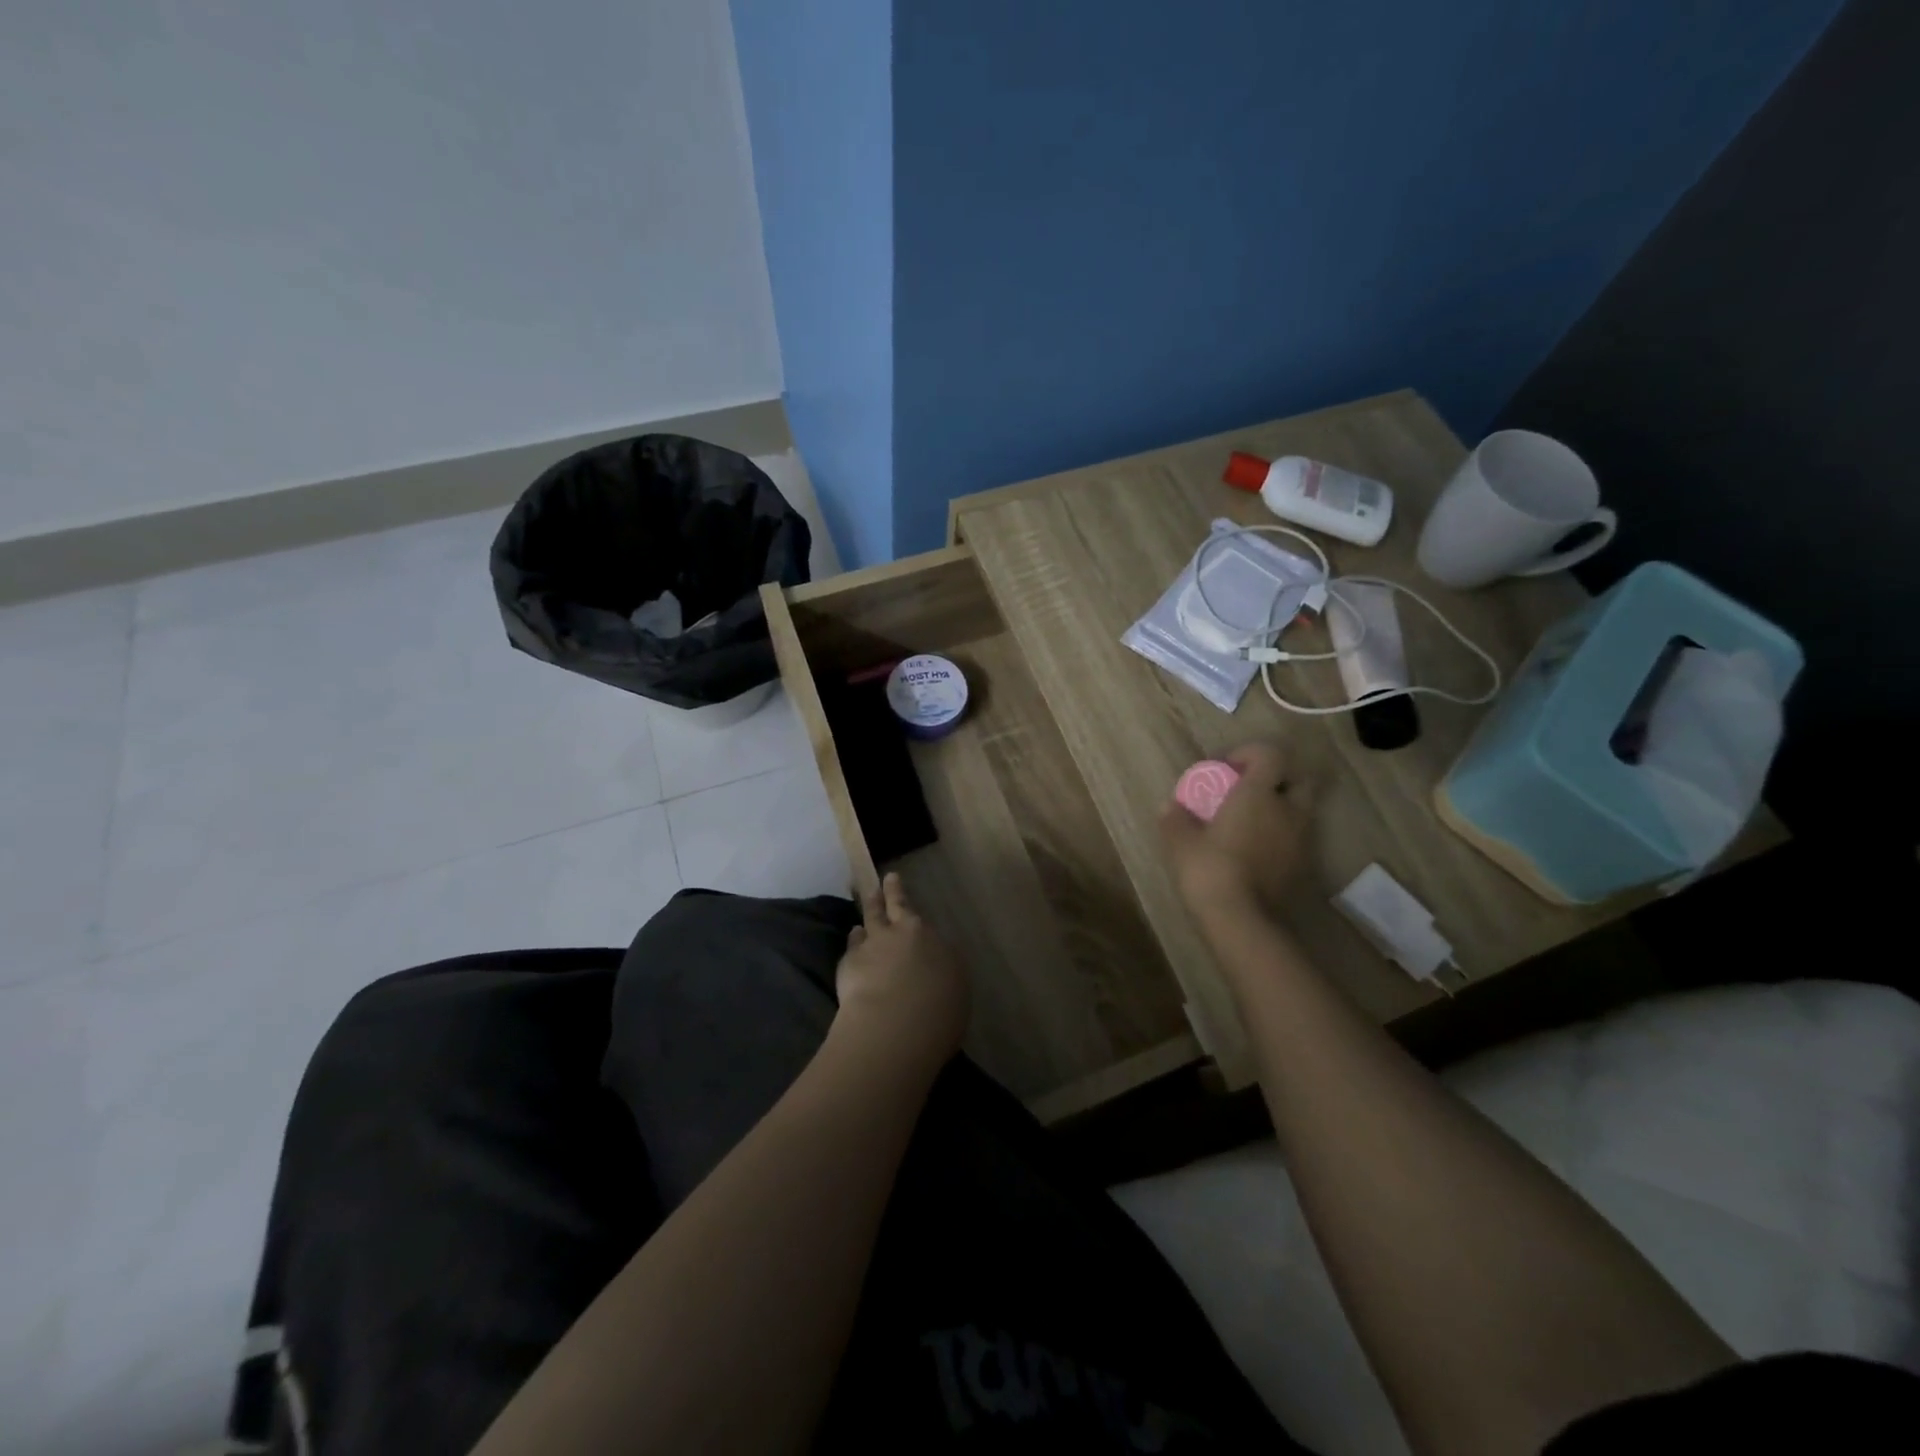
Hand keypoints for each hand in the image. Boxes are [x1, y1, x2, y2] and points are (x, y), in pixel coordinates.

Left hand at [832, 873, 969, 1076]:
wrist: (896, 1024)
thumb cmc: (938, 1015)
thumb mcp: (954, 994)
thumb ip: (943, 977)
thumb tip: (935, 973)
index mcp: (935, 943)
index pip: (924, 925)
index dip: (914, 913)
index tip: (907, 902)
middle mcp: (906, 935)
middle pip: (897, 907)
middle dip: (893, 891)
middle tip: (889, 878)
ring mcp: (876, 943)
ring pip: (872, 917)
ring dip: (871, 907)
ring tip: (869, 902)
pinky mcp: (851, 960)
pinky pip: (853, 943)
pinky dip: (855, 938)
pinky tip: (854, 936)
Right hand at [1160, 742, 1312, 920]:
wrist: (1241, 920)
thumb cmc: (1209, 870)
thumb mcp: (1180, 842)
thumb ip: (1175, 819)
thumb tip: (1169, 806)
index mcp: (1258, 794)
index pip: (1270, 754)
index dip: (1250, 754)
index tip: (1226, 768)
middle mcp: (1287, 811)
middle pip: (1298, 779)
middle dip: (1277, 779)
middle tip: (1248, 793)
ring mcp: (1300, 840)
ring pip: (1301, 811)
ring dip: (1281, 809)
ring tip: (1250, 824)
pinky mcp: (1303, 866)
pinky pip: (1297, 839)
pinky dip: (1282, 836)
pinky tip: (1256, 851)